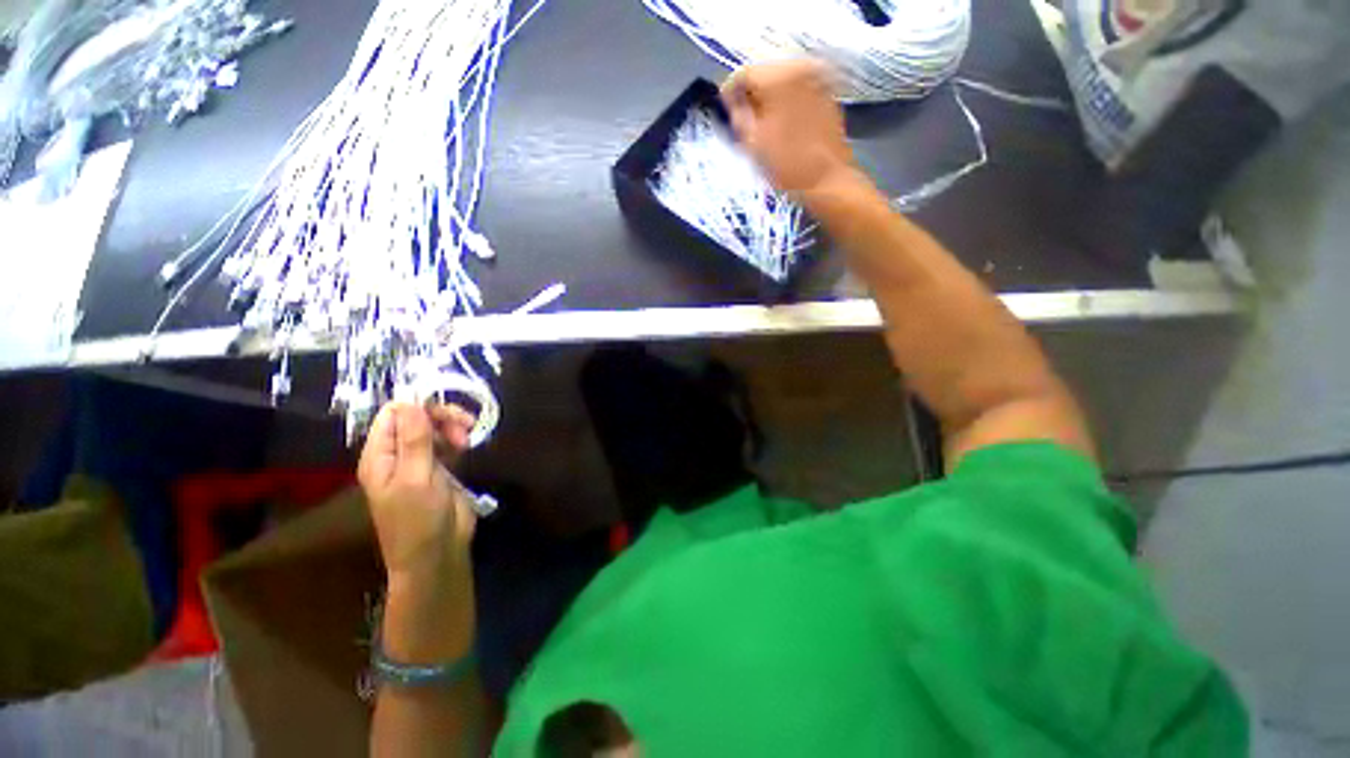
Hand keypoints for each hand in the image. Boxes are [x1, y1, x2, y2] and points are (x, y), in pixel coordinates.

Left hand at [358, 402, 477, 580]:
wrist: (437, 553)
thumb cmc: (418, 520)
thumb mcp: (415, 478)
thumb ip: (414, 440)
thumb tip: (410, 401)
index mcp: (380, 456)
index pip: (392, 415)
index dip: (417, 406)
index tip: (445, 408)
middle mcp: (397, 455)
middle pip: (416, 419)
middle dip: (440, 416)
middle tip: (464, 425)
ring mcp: (419, 462)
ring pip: (434, 430)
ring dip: (452, 427)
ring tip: (467, 439)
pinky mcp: (440, 470)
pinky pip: (446, 444)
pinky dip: (457, 440)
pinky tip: (467, 446)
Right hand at [721, 59, 857, 199]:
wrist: (826, 179)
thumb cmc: (786, 164)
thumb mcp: (752, 143)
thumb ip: (737, 115)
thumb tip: (732, 102)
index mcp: (778, 77)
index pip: (743, 73)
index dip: (729, 91)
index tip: (724, 110)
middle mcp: (800, 67)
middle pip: (764, 72)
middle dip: (751, 94)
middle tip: (743, 118)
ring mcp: (817, 78)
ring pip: (782, 79)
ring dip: (769, 97)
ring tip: (762, 122)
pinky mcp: (828, 92)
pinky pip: (799, 88)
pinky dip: (787, 100)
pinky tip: (783, 122)